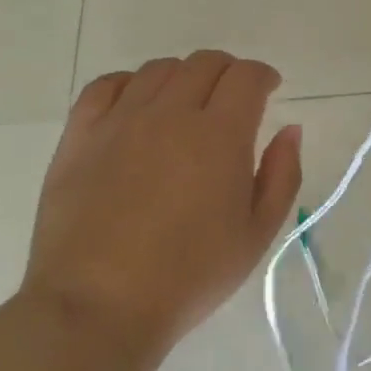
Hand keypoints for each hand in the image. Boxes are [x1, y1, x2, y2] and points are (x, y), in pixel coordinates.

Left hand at [25, 51, 302, 358]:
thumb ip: (282, 175)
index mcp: (220, 134)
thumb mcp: (257, 235)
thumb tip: (290, 130)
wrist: (97, 308)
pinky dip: (129, 84)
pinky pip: (105, 86)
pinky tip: (135, 105)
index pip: (246, 76)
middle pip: (204, 63)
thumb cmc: (189, 277)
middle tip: (232, 98)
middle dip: (227, 71)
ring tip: (186, 103)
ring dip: (183, 76)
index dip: (262, 75)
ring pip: (158, 69)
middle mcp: (171, 113)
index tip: (268, 89)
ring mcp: (120, 121)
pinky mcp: (80, 137)